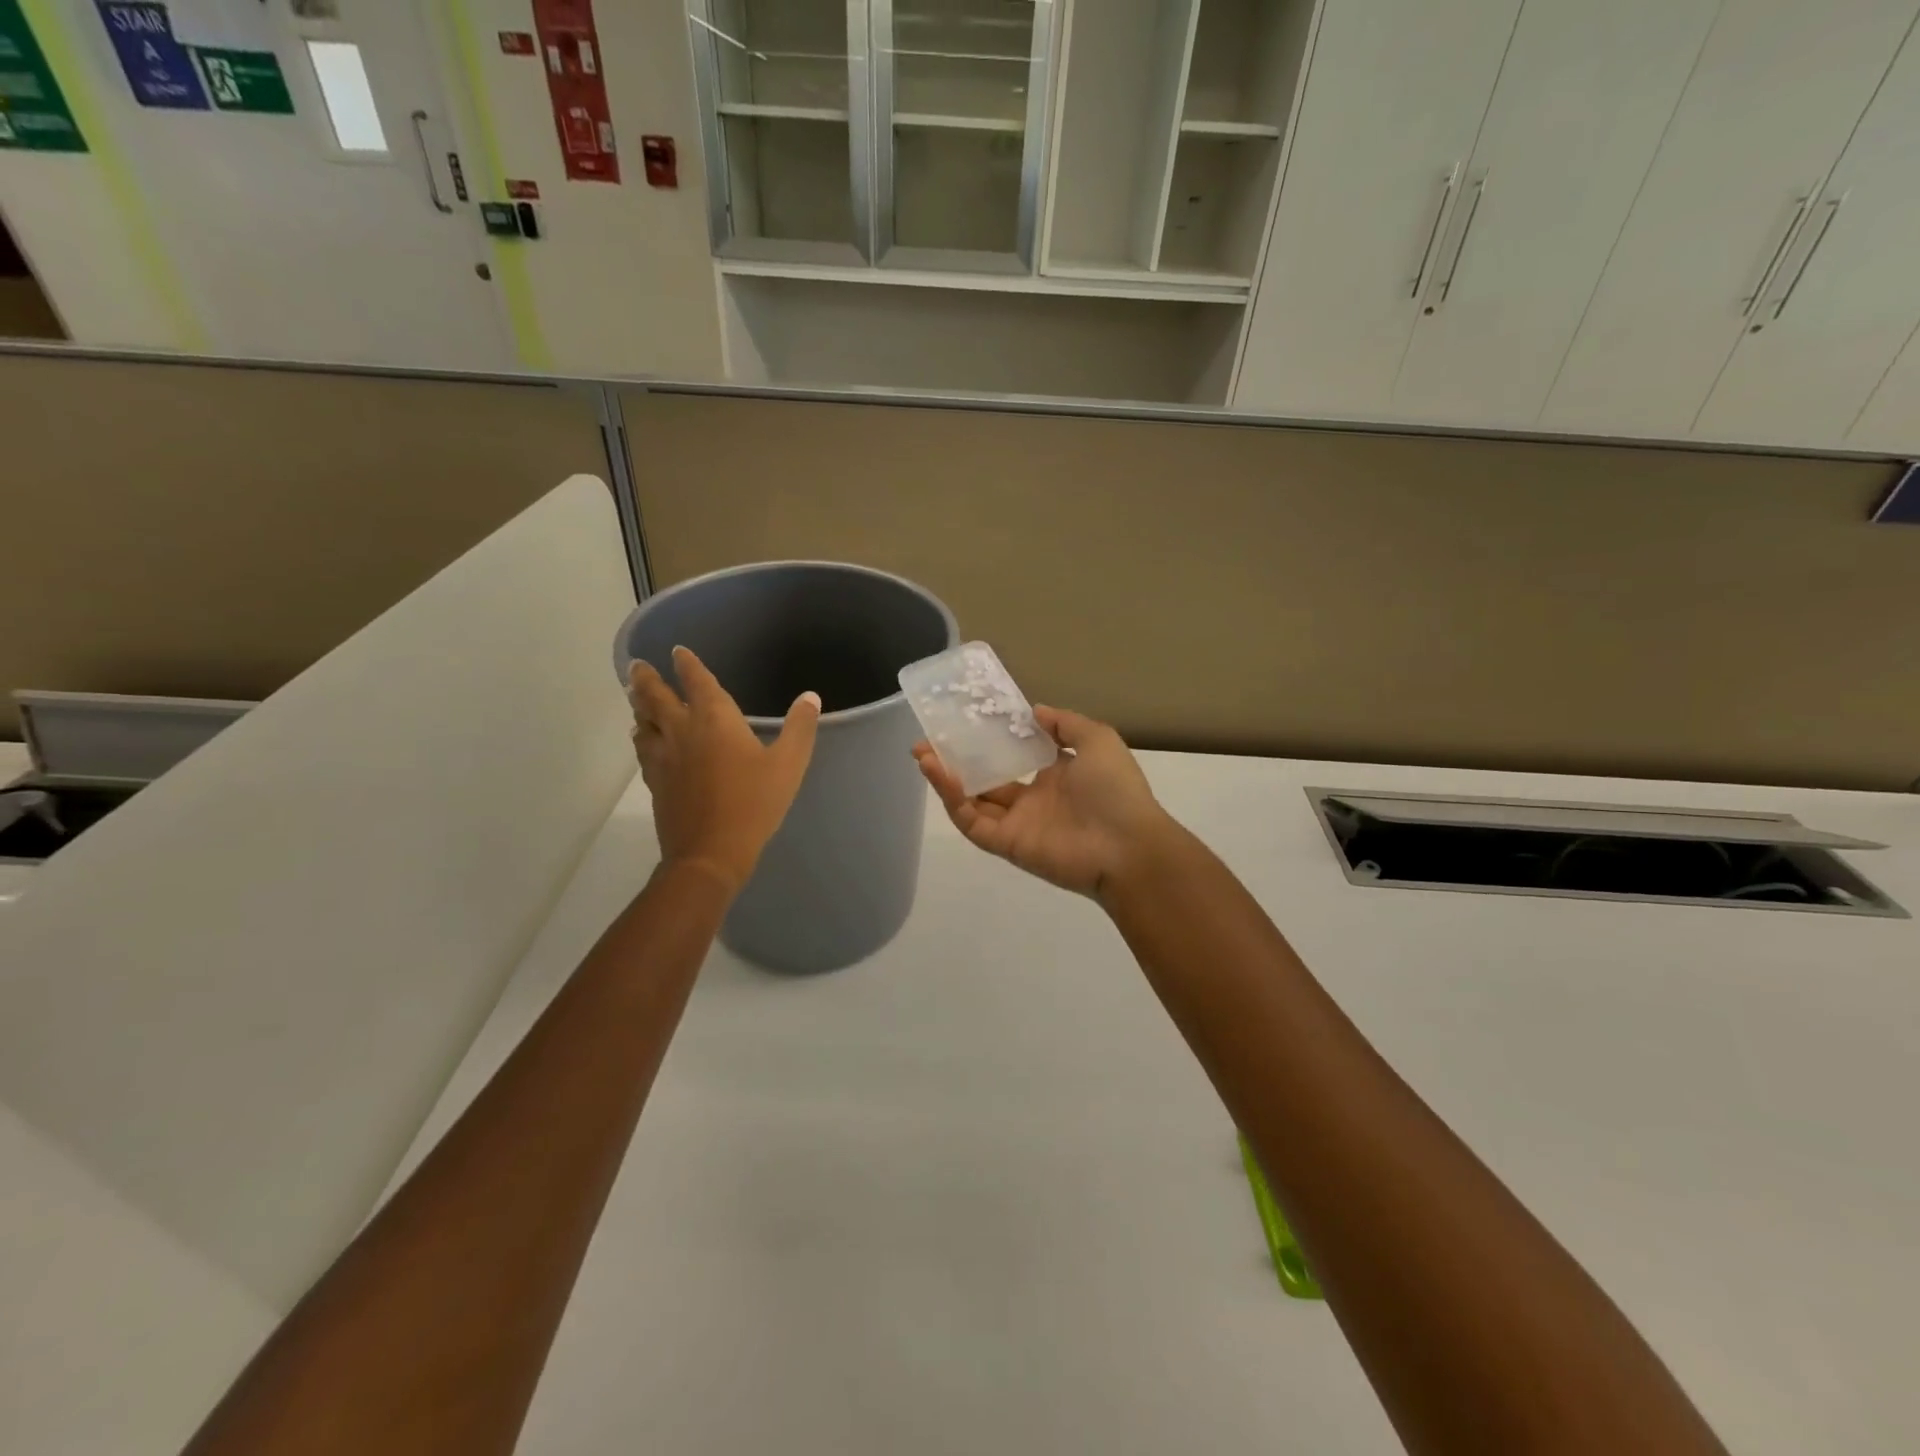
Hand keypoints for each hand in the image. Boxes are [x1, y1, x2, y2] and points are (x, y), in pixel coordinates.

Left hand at [629, 647, 819, 894]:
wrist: (710, 852)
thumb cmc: (754, 803)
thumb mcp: (789, 765)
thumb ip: (800, 728)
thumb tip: (810, 697)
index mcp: (715, 719)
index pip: (697, 681)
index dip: (687, 664)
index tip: (677, 652)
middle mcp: (683, 730)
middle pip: (656, 697)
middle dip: (647, 679)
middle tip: (636, 666)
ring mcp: (664, 756)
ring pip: (644, 721)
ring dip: (639, 705)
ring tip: (635, 696)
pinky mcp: (655, 781)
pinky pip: (642, 749)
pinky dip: (641, 736)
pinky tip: (643, 739)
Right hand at [913, 705, 1179, 898]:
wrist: (1127, 846)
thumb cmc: (1115, 790)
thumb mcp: (1098, 740)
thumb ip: (1065, 724)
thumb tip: (1034, 711)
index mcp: (1056, 776)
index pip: (1014, 757)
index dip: (988, 741)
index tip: (963, 722)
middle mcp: (1033, 800)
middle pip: (985, 780)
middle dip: (956, 761)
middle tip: (928, 741)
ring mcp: (1018, 824)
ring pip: (973, 801)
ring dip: (946, 778)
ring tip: (922, 754)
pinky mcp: (1007, 844)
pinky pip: (973, 823)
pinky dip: (954, 800)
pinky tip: (939, 773)